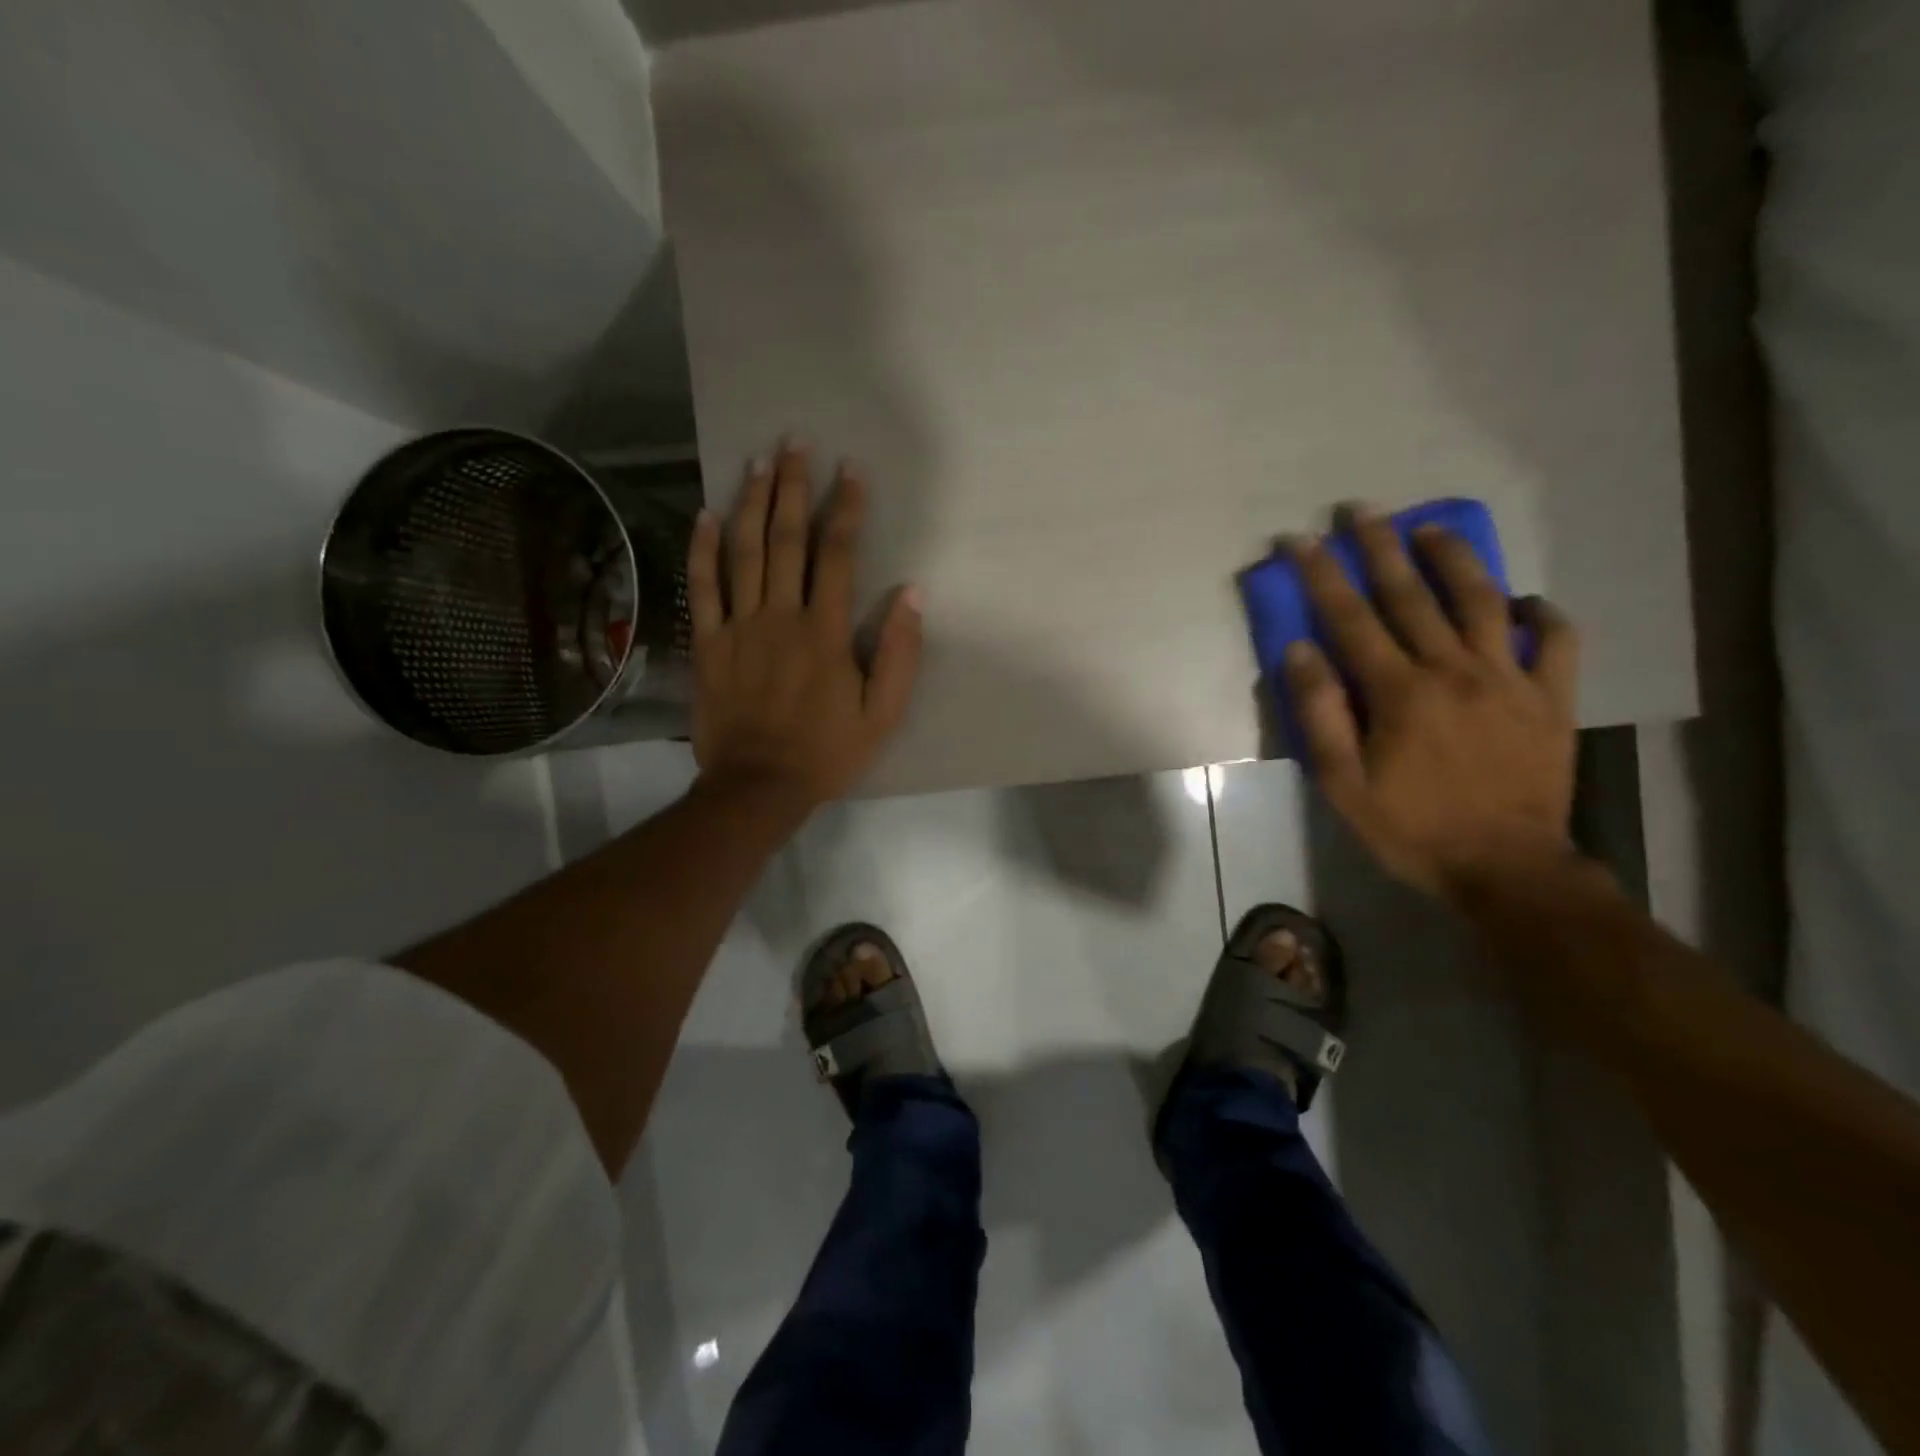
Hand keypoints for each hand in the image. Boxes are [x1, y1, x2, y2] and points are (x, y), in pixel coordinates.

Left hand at [685, 439, 922, 811]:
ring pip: (743, 553)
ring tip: (758, 462)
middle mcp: (780, 617)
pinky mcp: (708, 644)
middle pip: (786, 540)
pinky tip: (706, 514)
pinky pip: (703, 587)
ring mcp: (738, 627)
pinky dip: (702, 549)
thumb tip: (912, 594)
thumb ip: (899, 654)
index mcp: (824, 632)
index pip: (837, 556)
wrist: (758, 786)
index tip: (851, 470)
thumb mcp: (882, 714)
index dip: (845, 509)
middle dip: (793, 488)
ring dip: (751, 503)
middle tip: (796, 444)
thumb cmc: (826, 752)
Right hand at [1284, 509, 1579, 900]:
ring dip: (1455, 560)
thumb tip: (1300, 652)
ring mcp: (1511, 680)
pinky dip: (1543, 614)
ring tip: (1432, 528)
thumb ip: (1320, 715)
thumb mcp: (1343, 783)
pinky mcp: (1552, 699)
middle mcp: (1455, 670)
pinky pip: (1557, 643)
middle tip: (1361, 509)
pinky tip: (1524, 600)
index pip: (1351, 618)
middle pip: (1413, 596)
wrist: (1506, 868)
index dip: (1322, 575)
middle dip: (1381, 547)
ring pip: (1484, 602)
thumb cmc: (1411, 828)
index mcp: (1400, 692)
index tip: (1301, 539)